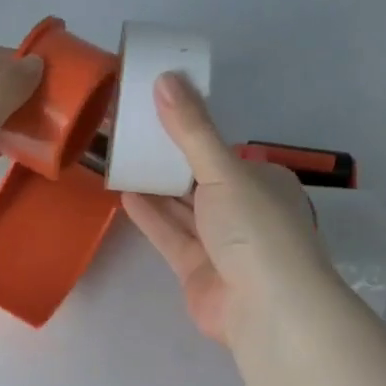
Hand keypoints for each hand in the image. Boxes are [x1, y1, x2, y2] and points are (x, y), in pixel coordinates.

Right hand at [121, 72, 333, 344]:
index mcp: (262, 181)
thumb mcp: (224, 170)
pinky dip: (151, 217)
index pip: (221, 152)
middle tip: (127, 134)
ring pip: (183, 209)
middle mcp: (244, 210)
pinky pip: (171, 236)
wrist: (266, 307)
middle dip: (166, 160)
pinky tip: (125, 195)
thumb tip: (166, 77)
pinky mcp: (197, 269)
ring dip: (154, 188)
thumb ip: (192, 130)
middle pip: (199, 180)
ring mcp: (220, 243)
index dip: (189, 132)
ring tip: (119, 160)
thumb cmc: (254, 228)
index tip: (155, 113)